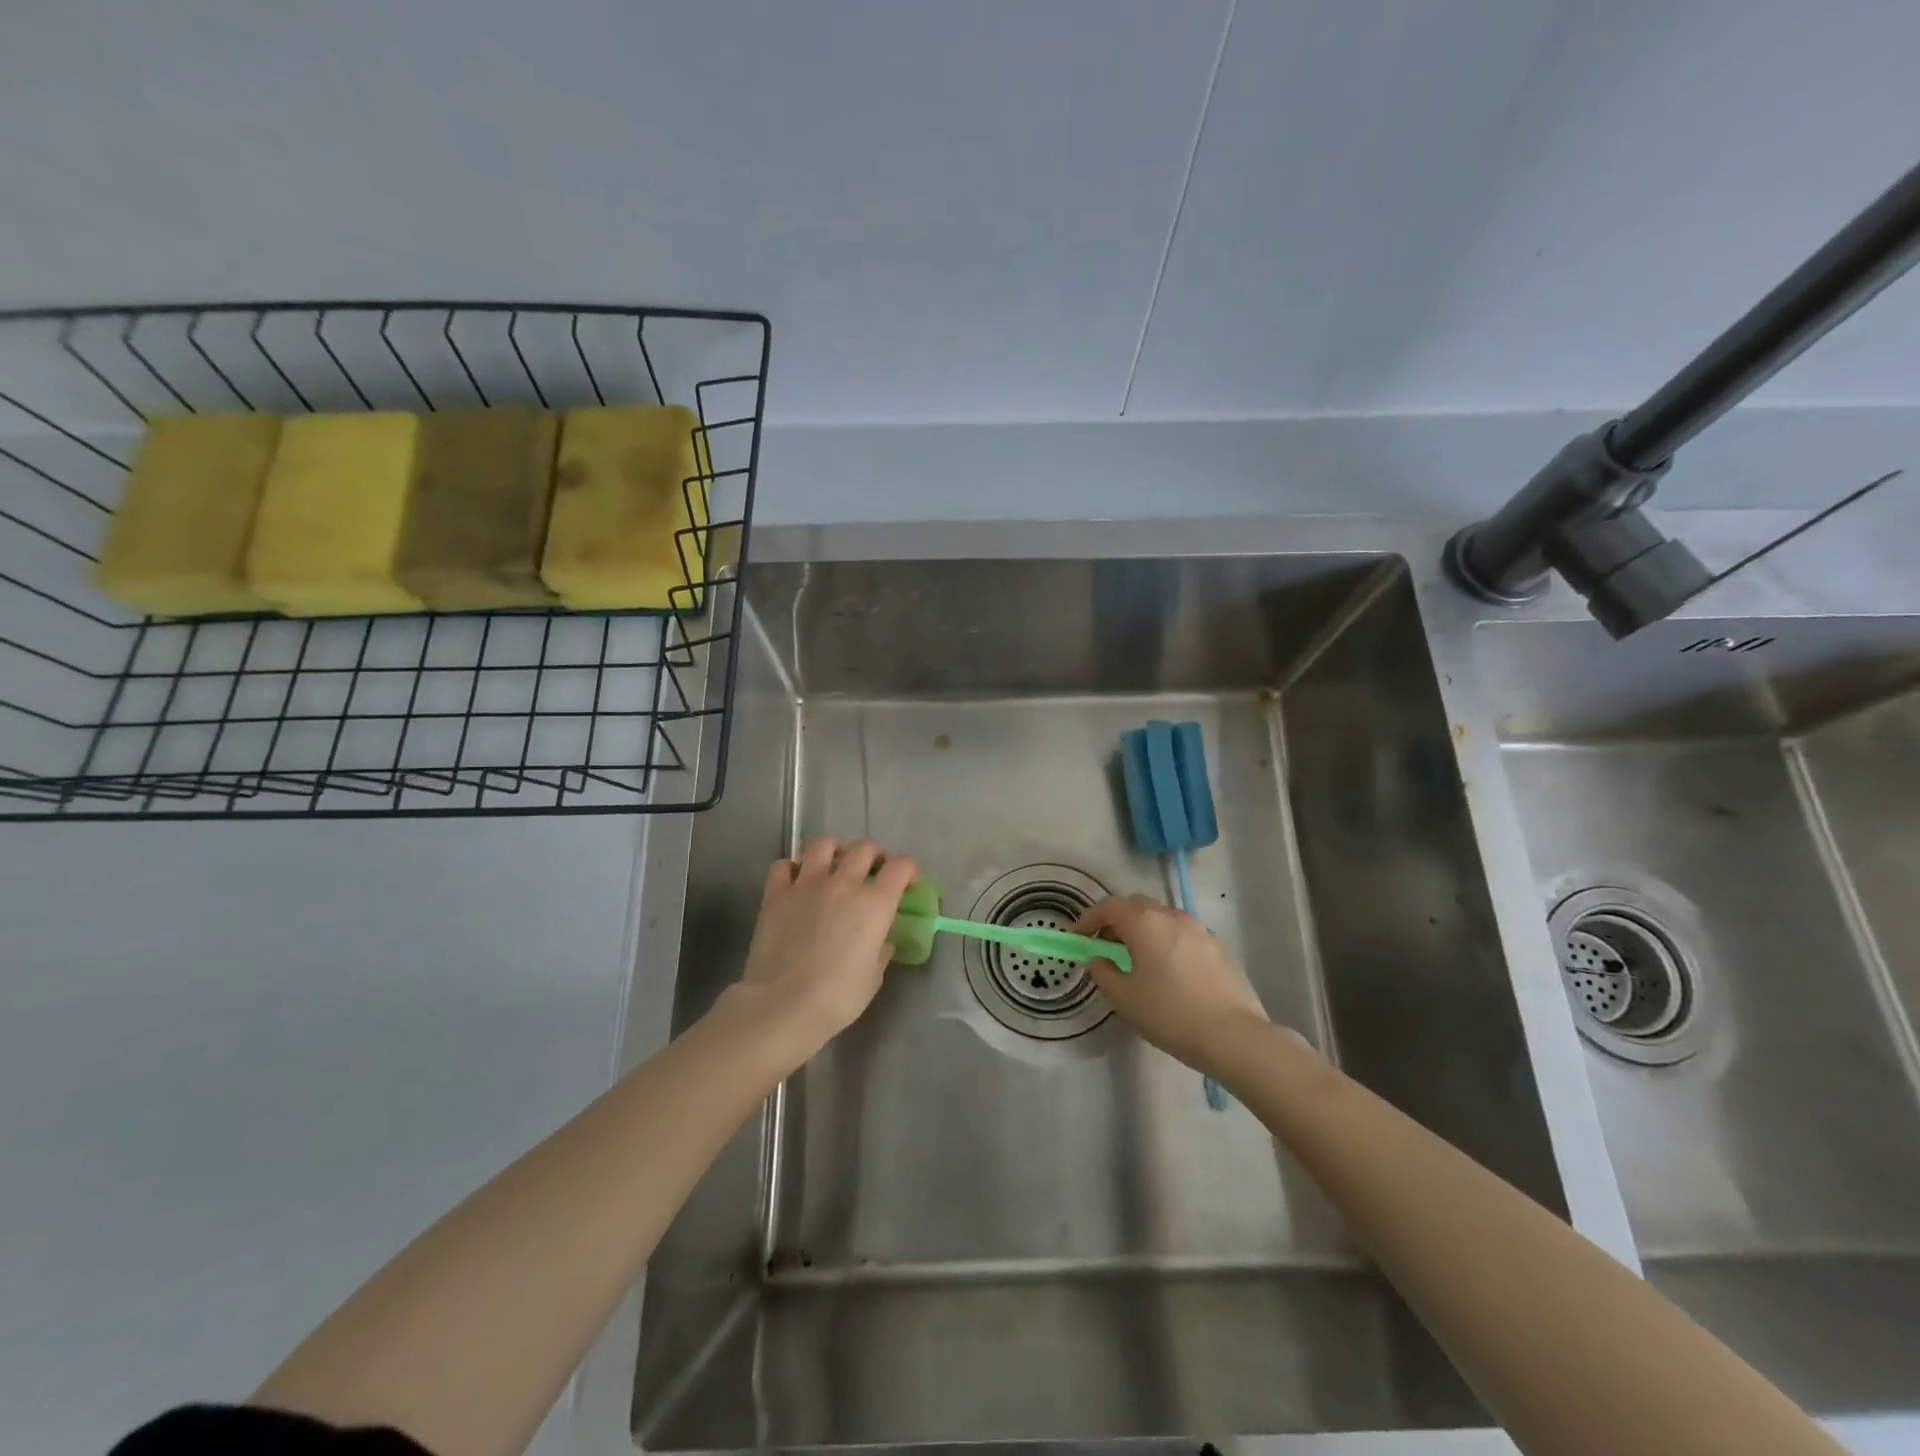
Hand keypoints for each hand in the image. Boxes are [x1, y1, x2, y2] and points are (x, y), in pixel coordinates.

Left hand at [729, 837, 918, 1055]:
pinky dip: (792, 869)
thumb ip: (881, 949)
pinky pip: (783, 865)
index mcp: (875, 904)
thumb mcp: (874, 977)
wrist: (784, 1006)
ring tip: (833, 869)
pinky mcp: (776, 894)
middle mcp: (844, 884)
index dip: (909, 871)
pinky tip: (796, 884)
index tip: (908, 884)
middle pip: (865, 848)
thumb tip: (882, 938)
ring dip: (834, 852)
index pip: (901, 866)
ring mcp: (807, 884)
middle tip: (871, 873)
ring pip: (823, 844)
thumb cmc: (838, 997)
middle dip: (874, 856)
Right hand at [1073, 895, 1270, 1077]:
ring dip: (1143, 930)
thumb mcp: (1125, 998)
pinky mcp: (1218, 947)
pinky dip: (1166, 942)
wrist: (1234, 1036)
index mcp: (1144, 922)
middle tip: (1105, 946)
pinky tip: (1168, 970)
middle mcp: (1172, 916)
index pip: (1108, 907)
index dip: (1088, 920)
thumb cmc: (1170, 1014)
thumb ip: (1103, 973)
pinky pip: (1183, 934)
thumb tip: (1099, 960)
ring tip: (1137, 959)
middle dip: (1116, 921)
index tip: (1078, 938)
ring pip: (1162, 918)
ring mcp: (1199, 929)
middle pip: (1136, 906)